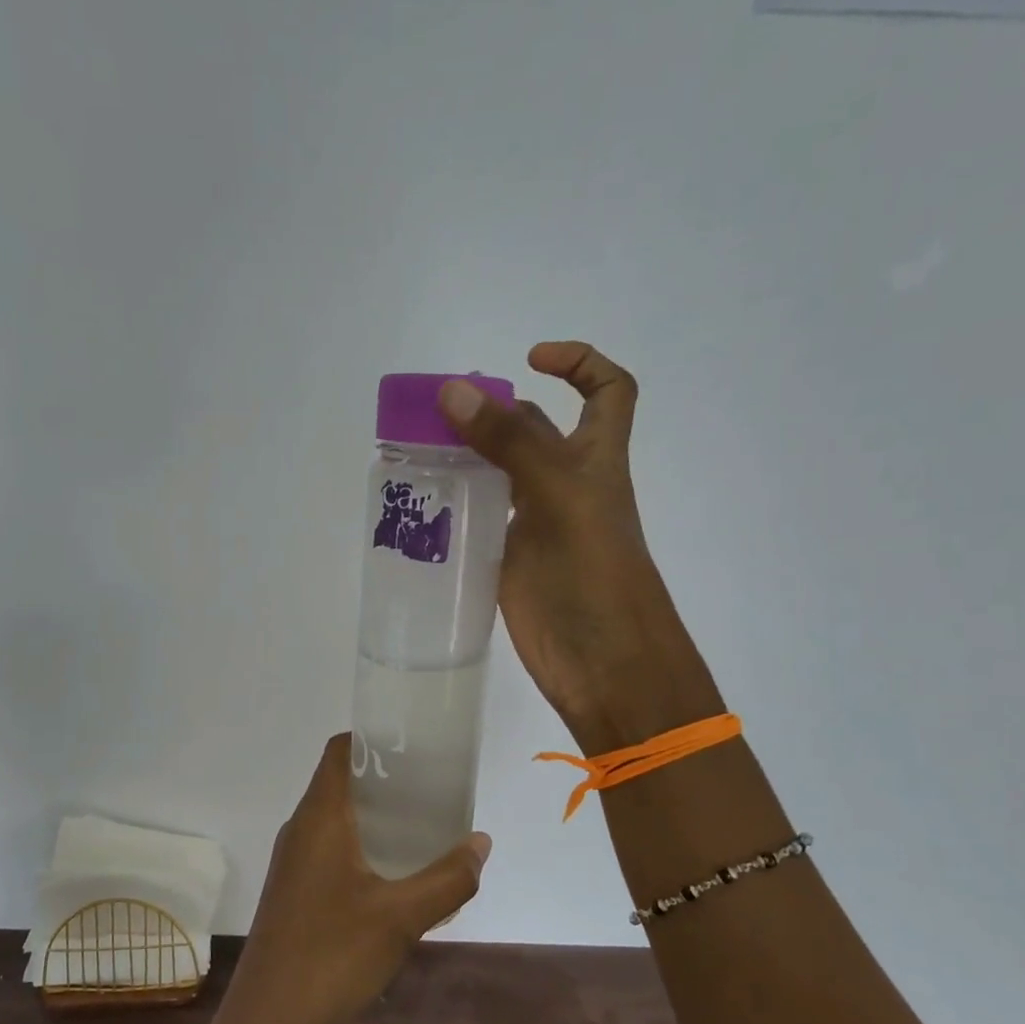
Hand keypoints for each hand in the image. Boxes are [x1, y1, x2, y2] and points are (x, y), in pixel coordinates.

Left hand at [216, 735, 490, 1023]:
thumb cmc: (332, 956)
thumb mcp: (402, 917)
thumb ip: (448, 878)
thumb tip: (481, 843)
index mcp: (320, 816)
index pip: (340, 751)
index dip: (374, 739)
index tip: (415, 746)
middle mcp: (301, 829)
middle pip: (341, 782)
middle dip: (386, 780)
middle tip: (434, 788)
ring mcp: (293, 862)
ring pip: (337, 819)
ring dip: (376, 817)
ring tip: (423, 828)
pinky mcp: (293, 892)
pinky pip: (331, 850)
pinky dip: (363, 847)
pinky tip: (395, 877)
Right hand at [439, 341, 723, 752]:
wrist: (603, 664)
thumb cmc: (595, 575)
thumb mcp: (558, 496)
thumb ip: (509, 443)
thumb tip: (454, 389)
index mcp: (595, 460)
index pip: (608, 392)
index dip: (578, 363)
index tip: (529, 360)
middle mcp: (566, 485)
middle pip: (533, 429)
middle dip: (493, 410)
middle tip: (437, 412)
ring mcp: (536, 524)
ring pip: (500, 474)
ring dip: (466, 456)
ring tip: (416, 450)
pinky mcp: (510, 560)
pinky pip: (481, 519)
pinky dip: (455, 504)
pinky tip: (423, 503)